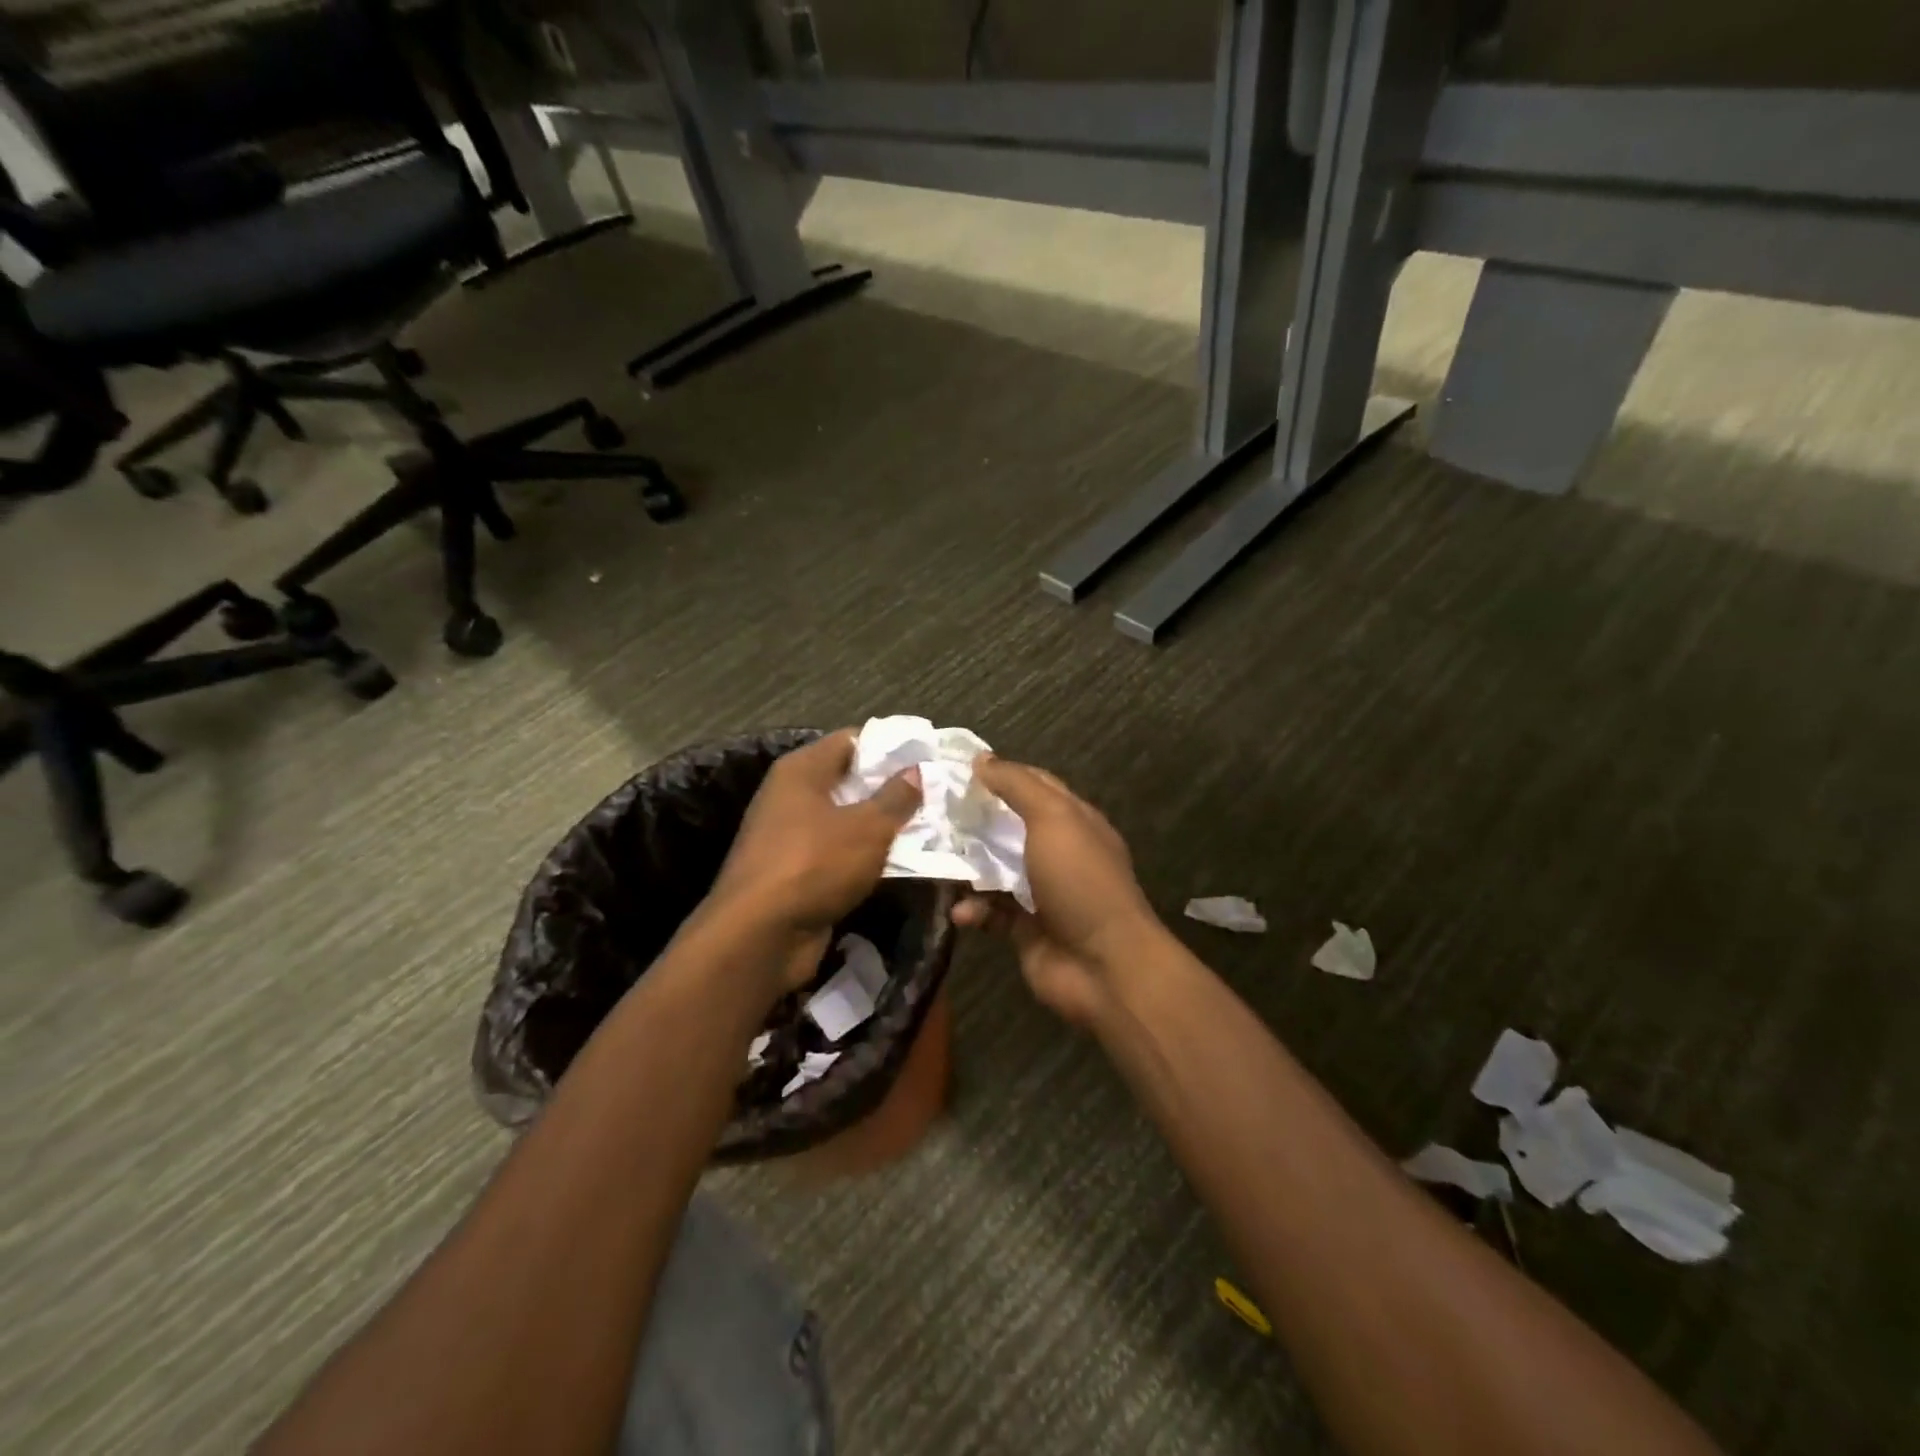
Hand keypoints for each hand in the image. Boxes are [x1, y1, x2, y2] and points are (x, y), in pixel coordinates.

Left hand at [710, 729, 921, 988]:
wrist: (760, 937)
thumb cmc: (814, 864)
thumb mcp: (867, 827)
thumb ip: (896, 797)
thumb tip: (915, 770)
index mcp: (802, 770)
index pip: (852, 740)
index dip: (891, 747)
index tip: (927, 759)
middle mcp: (792, 796)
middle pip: (851, 781)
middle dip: (892, 791)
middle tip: (936, 797)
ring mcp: (792, 836)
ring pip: (848, 822)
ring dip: (883, 828)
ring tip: (928, 831)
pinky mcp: (797, 873)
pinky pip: (840, 854)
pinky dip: (867, 858)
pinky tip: (902, 865)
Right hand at [953, 755, 1163, 1025]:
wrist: (1104, 965)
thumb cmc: (1081, 881)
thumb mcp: (1053, 818)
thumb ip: (1017, 786)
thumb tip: (981, 760)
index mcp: (1074, 821)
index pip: (1034, 785)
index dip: (1000, 774)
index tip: (957, 769)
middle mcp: (1059, 853)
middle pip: (1010, 827)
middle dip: (974, 820)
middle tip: (931, 811)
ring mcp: (1042, 893)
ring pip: (996, 871)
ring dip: (967, 866)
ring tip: (931, 858)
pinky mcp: (1025, 930)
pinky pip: (991, 913)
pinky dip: (973, 910)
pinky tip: (959, 911)